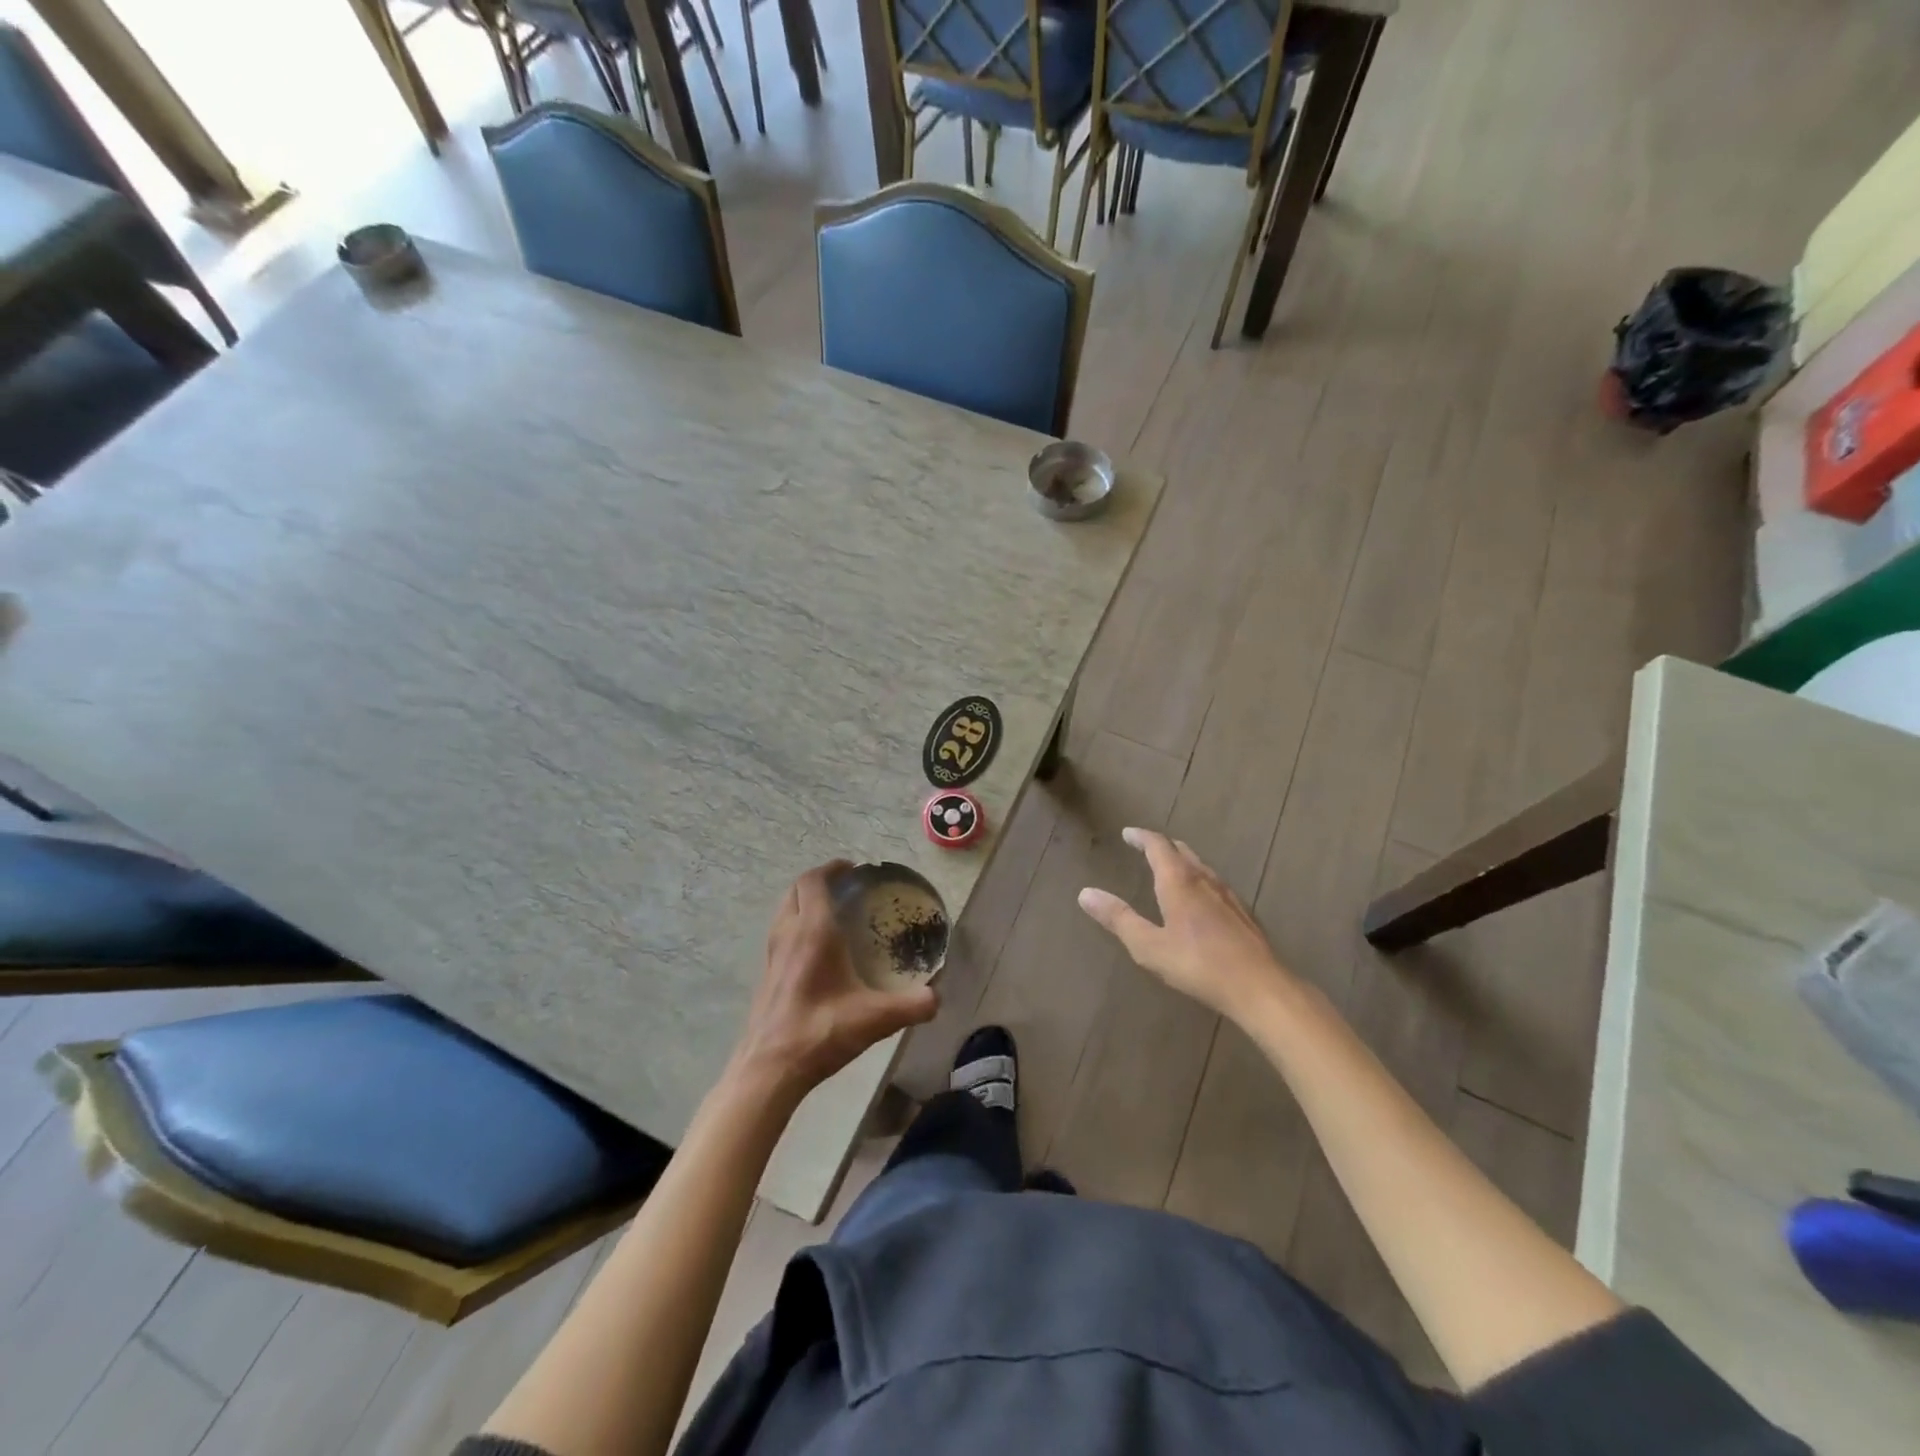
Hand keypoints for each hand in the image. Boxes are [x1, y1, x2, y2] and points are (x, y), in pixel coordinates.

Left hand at [732, 861, 938, 1102]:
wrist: (769, 1069)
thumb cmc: (821, 1032)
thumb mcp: (876, 1019)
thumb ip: (912, 1005)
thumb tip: (937, 997)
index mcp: (814, 932)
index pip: (815, 882)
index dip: (832, 869)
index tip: (852, 868)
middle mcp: (789, 935)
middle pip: (796, 890)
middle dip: (818, 881)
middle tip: (844, 887)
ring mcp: (772, 955)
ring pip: (784, 911)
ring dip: (804, 902)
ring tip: (830, 913)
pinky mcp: (765, 976)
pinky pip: (780, 934)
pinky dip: (796, 926)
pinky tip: (815, 951)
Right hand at [1078, 828, 1294, 1022]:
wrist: (1259, 986)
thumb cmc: (1198, 964)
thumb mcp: (1149, 946)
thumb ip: (1118, 918)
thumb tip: (1086, 893)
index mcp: (1179, 882)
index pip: (1158, 846)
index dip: (1141, 837)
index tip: (1127, 833)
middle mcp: (1204, 880)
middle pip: (1182, 851)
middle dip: (1162, 846)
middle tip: (1146, 847)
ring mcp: (1228, 895)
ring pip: (1202, 866)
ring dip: (1182, 861)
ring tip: (1171, 869)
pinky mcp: (1243, 913)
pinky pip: (1215, 884)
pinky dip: (1199, 880)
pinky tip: (1201, 900)